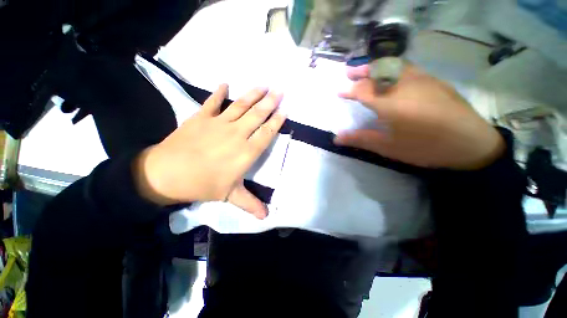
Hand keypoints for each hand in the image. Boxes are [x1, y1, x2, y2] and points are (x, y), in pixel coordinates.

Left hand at [134, 84, 285, 218]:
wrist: (166, 174)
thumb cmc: (202, 185)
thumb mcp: (229, 196)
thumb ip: (250, 203)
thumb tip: (266, 217)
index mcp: (245, 152)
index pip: (266, 133)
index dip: (276, 121)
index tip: (285, 110)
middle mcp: (236, 134)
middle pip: (257, 115)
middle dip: (270, 102)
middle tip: (280, 90)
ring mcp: (218, 123)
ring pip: (240, 106)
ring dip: (253, 94)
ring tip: (264, 85)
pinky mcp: (200, 117)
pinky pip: (212, 102)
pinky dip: (218, 92)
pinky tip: (225, 83)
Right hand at [334, 63, 504, 169]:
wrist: (470, 144)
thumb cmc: (424, 148)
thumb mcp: (387, 147)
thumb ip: (360, 139)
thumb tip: (337, 138)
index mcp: (390, 104)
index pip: (363, 91)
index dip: (349, 90)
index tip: (339, 92)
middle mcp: (403, 86)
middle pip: (377, 72)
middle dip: (360, 71)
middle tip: (349, 73)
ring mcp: (421, 79)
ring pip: (393, 64)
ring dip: (376, 66)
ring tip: (367, 71)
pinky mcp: (433, 79)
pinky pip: (407, 67)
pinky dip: (392, 67)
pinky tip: (390, 75)